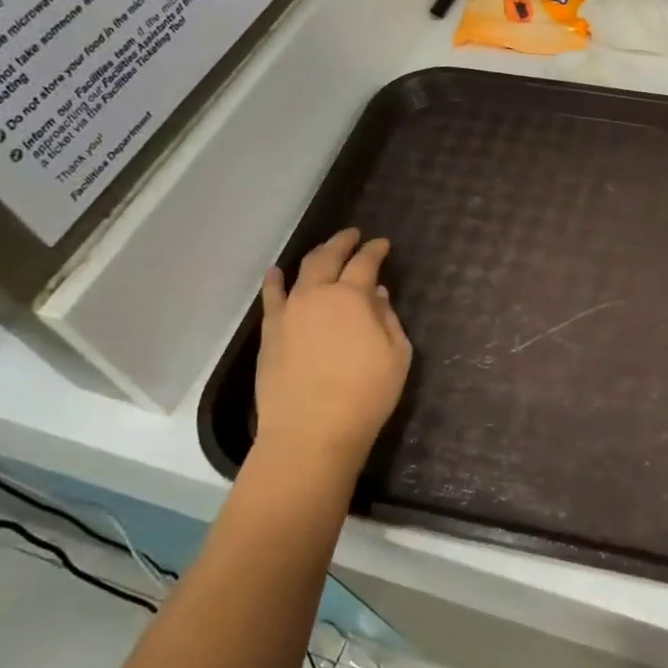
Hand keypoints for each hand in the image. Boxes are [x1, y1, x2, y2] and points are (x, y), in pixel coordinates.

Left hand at [252, 229, 411, 481]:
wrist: (311, 431)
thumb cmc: (365, 394)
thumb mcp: (396, 355)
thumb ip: (388, 320)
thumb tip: (377, 295)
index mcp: (352, 297)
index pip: (365, 263)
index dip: (375, 250)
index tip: (383, 244)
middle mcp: (317, 295)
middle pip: (328, 258)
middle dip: (342, 242)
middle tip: (353, 235)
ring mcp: (288, 312)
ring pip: (300, 272)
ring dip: (314, 256)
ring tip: (323, 251)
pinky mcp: (270, 333)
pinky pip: (271, 297)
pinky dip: (276, 281)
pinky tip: (277, 273)